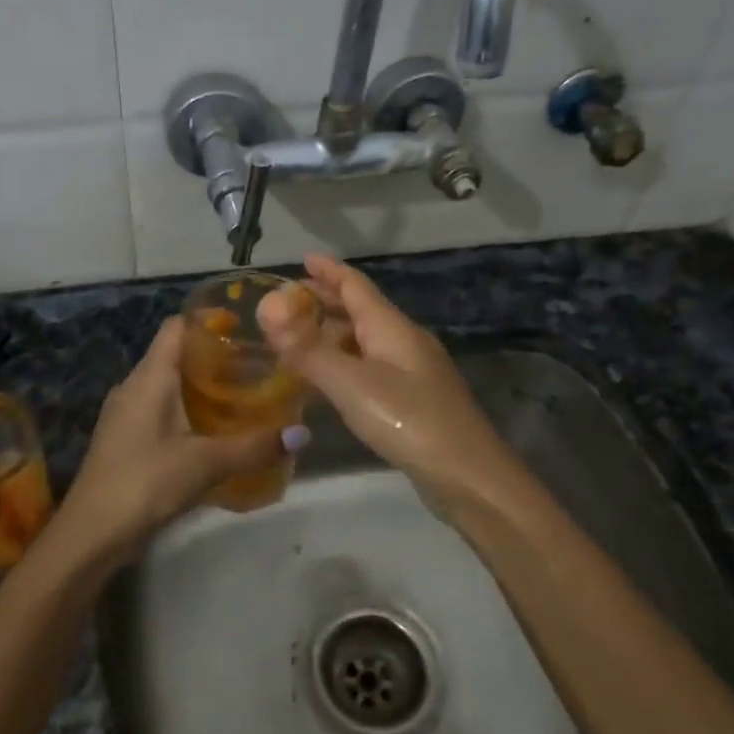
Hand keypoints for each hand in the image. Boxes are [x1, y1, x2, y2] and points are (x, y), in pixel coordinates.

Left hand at [49, 317, 304, 567]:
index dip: (209, 320)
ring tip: (244, 397)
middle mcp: (134, 386)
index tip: (248, 328)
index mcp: (150, 377)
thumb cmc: (145, 483)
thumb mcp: (205, 463)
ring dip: (202, 389)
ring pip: (169, 386)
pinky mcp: (126, 439)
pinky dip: (188, 413)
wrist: (91, 533)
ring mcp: (126, 414)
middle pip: (176, 355)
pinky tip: (215, 433)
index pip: (177, 326)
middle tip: (258, 367)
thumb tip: (303, 433)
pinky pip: (161, 411)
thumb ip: (254, 446)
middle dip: (216, 358)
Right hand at [257, 255, 515, 505]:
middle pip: (362, 310)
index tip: (302, 258)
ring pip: (367, 340)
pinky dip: (346, 361)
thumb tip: (266, 306)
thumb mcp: (350, 383)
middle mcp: (404, 341)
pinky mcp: (414, 399)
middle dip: (328, 300)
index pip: (355, 286)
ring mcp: (413, 371)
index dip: (328, 271)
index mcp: (391, 327)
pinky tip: (332, 379)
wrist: (467, 474)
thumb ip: (306, 348)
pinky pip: (372, 366)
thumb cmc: (408, 420)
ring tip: (302, 337)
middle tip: (291, 299)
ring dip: (335, 332)